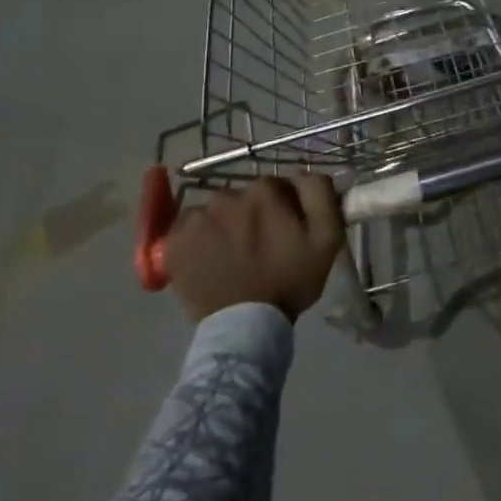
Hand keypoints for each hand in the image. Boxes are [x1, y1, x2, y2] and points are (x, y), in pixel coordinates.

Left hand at [163, 175, 344, 322]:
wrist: (245, 326)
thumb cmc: (290, 281)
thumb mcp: (327, 238)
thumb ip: (320, 194)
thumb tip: (305, 174)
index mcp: (264, 192)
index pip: (276, 187)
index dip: (283, 208)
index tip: (286, 232)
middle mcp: (226, 196)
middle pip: (243, 198)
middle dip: (253, 216)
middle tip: (260, 248)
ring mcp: (195, 218)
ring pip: (215, 213)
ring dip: (225, 227)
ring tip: (233, 258)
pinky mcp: (172, 242)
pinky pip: (188, 229)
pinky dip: (198, 240)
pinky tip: (209, 260)